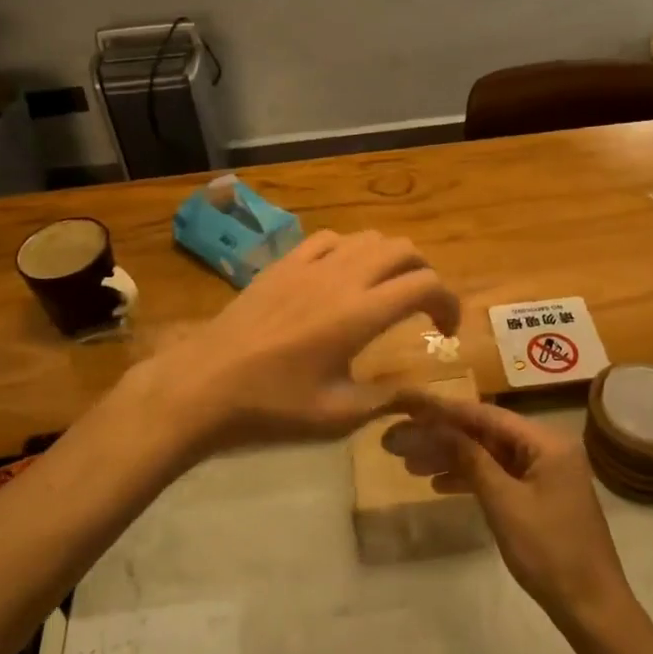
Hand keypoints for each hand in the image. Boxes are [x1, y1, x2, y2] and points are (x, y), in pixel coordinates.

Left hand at [132, 230, 460, 455]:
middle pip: (403, 250)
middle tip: (421, 308)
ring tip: (385, 290)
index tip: (445, 331)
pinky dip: (350, 250)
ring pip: (368, 237)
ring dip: (389, 259)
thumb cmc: (273, 407)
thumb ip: (388, 399)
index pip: (425, 285)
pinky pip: (329, 238)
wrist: (205, 386)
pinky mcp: (283, 263)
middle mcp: (342, 278)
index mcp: (360, 314)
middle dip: (424, 274)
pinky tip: (341, 277)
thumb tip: (425, 396)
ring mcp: (310, 265)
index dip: (447, 303)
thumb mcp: (338, 416)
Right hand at [391, 392, 634, 630]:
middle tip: (399, 441)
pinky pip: (499, 475)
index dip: (444, 410)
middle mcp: (546, 448)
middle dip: (442, 437)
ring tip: (410, 464)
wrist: (592, 609)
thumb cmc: (550, 552)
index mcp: (546, 442)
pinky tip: (439, 484)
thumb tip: (439, 428)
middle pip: (485, 433)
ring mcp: (544, 473)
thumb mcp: (504, 503)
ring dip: (452, 458)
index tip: (409, 404)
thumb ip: (471, 460)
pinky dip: (471, 478)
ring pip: (489, 455)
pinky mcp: (540, 496)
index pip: (485, 415)